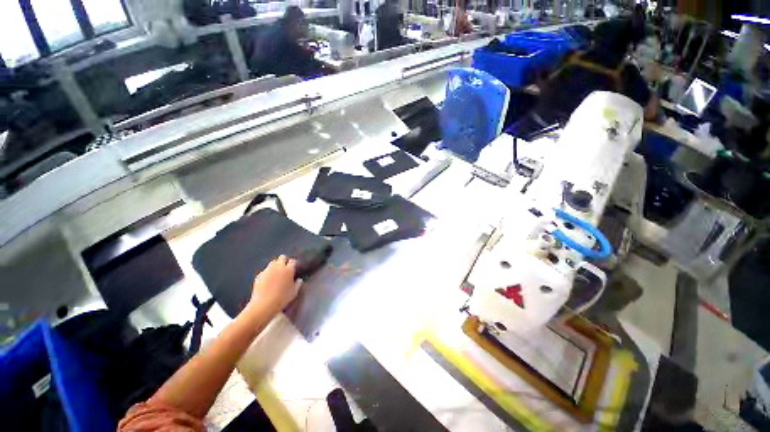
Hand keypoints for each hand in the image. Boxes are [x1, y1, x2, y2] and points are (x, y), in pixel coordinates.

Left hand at [249, 256, 301, 315]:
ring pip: (272, 262)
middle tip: (285, 268)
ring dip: (275, 265)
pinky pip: (265, 270)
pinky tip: (268, 279)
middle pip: (282, 257)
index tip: (294, 267)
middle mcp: (278, 267)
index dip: (294, 263)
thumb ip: (298, 284)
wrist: (263, 305)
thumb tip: (299, 280)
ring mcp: (267, 270)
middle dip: (284, 261)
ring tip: (277, 272)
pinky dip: (268, 272)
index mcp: (288, 270)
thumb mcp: (294, 293)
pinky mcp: (259, 275)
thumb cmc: (281, 299)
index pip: (292, 261)